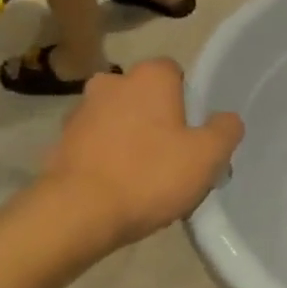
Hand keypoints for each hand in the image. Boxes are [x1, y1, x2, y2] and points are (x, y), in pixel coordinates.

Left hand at [43, 58, 243, 249]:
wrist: (76, 214)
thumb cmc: (149, 175)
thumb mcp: (207, 156)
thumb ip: (226, 130)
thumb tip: (226, 119)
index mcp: (149, 77)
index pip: (175, 73)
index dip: (188, 101)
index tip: (193, 133)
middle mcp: (111, 83)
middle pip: (145, 97)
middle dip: (158, 119)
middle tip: (172, 157)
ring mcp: (80, 112)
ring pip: (118, 120)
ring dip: (130, 139)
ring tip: (144, 180)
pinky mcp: (60, 143)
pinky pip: (95, 145)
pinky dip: (107, 159)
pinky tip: (118, 190)